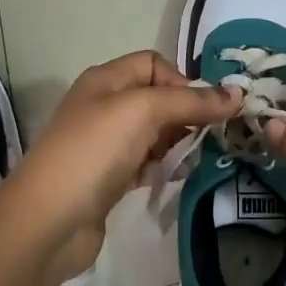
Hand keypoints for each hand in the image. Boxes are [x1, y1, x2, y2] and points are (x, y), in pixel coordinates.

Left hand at [12, 51, 239, 282]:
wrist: (48, 221)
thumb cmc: (94, 153)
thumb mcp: (142, 112)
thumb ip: (190, 101)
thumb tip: (237, 94)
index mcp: (106, 80)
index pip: (154, 64)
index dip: (182, 81)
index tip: (204, 110)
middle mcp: (104, 106)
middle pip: (158, 99)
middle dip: (187, 113)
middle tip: (212, 136)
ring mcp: (105, 145)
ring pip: (155, 133)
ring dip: (179, 143)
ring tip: (198, 159)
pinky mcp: (110, 179)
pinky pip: (147, 163)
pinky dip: (164, 167)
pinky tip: (176, 178)